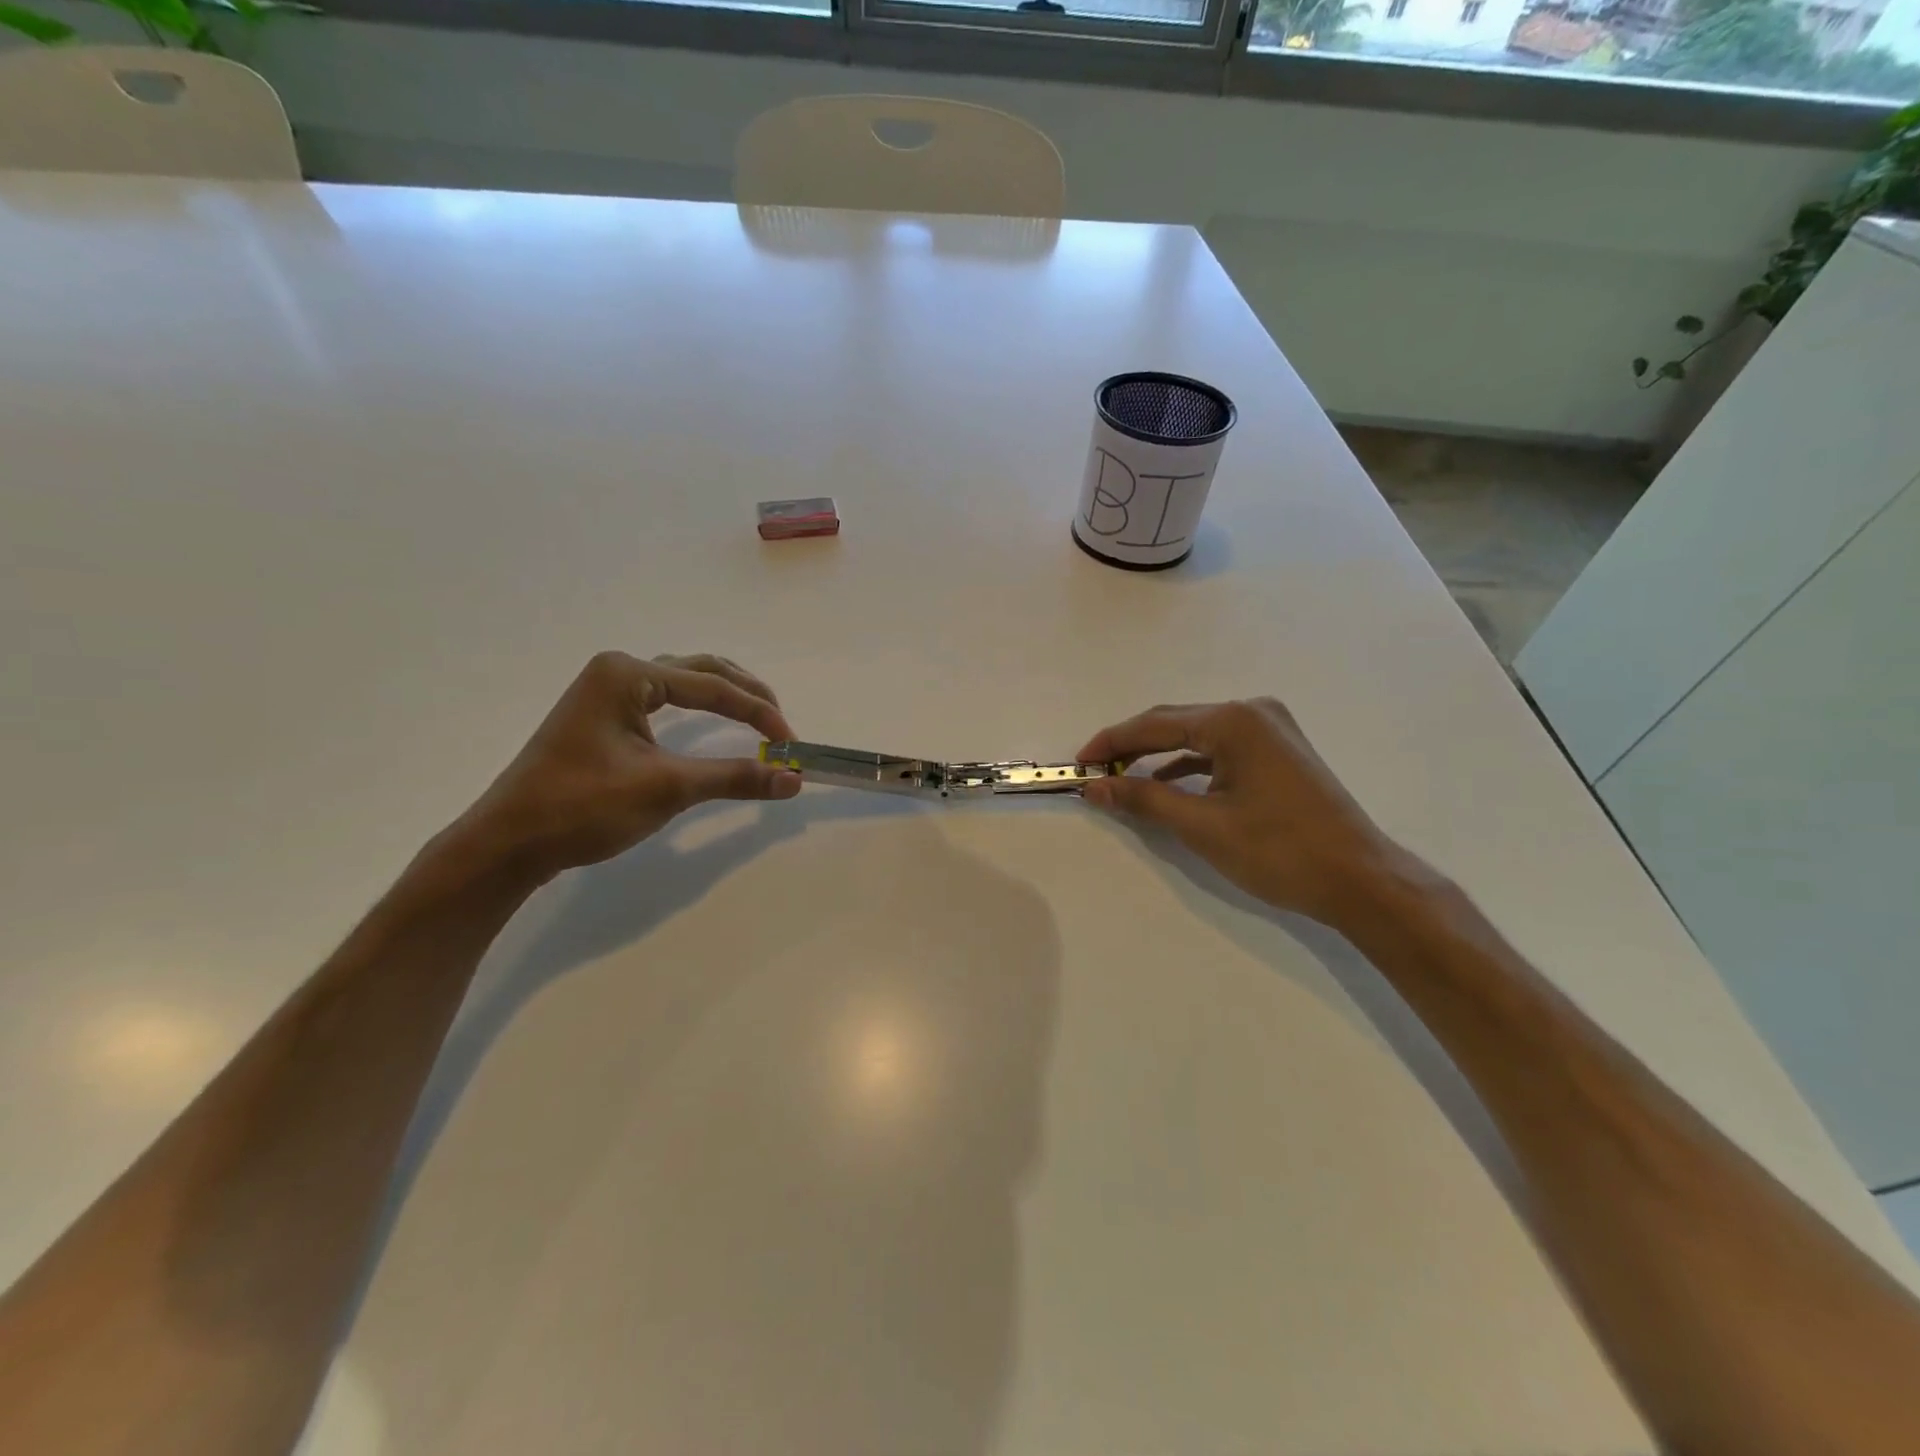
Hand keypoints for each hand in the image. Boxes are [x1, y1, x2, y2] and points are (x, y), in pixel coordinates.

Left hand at [450, 651, 800, 884]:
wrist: (509, 843)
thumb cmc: (584, 807)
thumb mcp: (667, 788)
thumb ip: (735, 777)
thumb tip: (793, 779)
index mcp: (627, 674)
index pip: (712, 686)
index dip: (758, 713)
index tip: (791, 743)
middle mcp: (617, 672)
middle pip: (700, 670)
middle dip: (746, 695)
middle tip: (781, 724)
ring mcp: (606, 693)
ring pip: (682, 682)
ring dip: (724, 697)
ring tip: (758, 719)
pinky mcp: (603, 718)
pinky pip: (664, 701)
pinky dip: (699, 710)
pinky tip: (713, 724)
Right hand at [1078, 697, 1404, 927]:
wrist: (1360, 880)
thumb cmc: (1279, 851)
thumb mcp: (1203, 826)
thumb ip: (1144, 799)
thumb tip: (1095, 787)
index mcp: (1235, 721)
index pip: (1156, 723)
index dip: (1112, 742)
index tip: (1079, 763)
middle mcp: (1253, 712)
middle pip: (1176, 722)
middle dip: (1132, 747)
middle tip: (1095, 771)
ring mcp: (1271, 730)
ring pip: (1197, 735)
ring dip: (1159, 755)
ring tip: (1122, 778)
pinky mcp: (1279, 751)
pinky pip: (1220, 749)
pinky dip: (1190, 764)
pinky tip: (1167, 784)